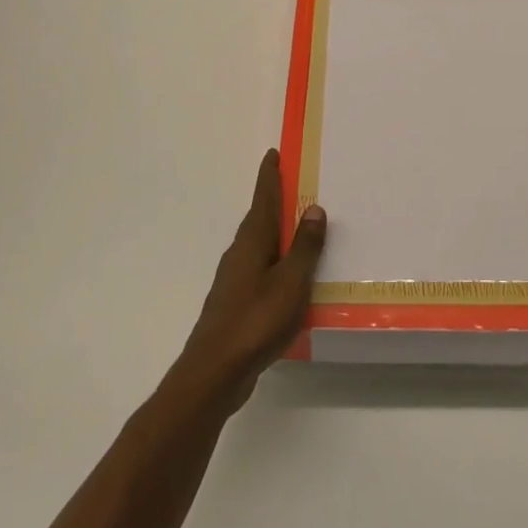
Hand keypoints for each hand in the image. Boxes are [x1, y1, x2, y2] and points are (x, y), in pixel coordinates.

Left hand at [174, 150, 325, 410]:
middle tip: (296, 186)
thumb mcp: (291, 282)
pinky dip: (276, 263)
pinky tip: (289, 279)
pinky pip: (260, 270)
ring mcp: (234, 280)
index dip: (269, 176)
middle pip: (259, 219)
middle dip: (275, 201)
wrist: (214, 373)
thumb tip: (313, 208)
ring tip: (300, 231)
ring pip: (259, 246)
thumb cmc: (256, 321)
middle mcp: (239, 254)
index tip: (272, 154)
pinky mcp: (235, 304)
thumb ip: (304, 247)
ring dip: (277, 234)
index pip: (263, 198)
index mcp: (252, 241)